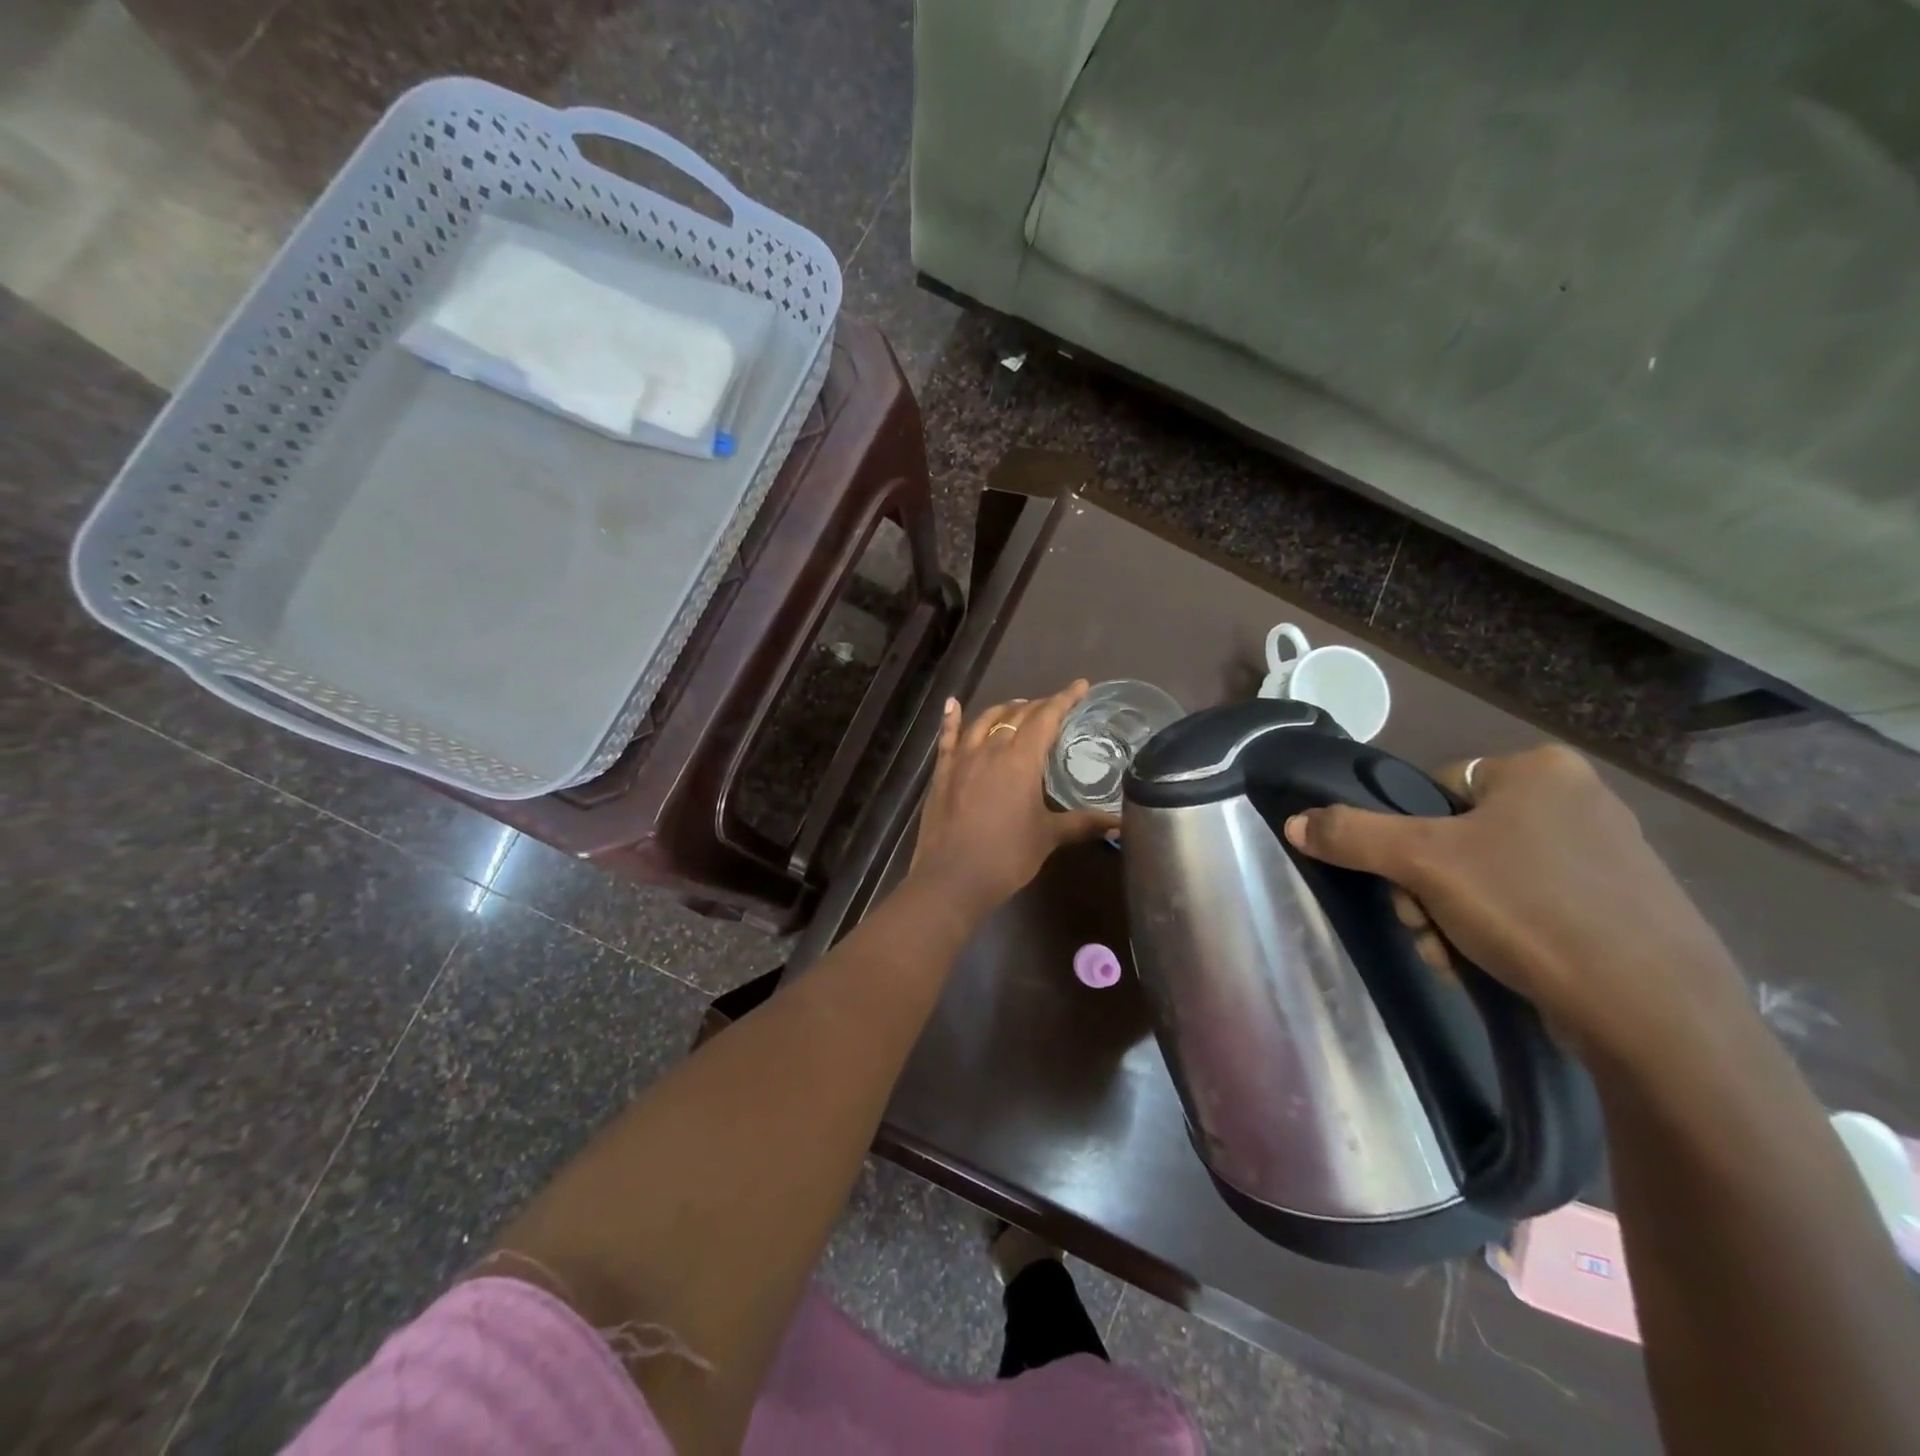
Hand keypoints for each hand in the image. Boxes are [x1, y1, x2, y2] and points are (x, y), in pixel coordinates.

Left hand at [908, 681, 1117, 923]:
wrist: (952, 878)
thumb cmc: (1006, 856)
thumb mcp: (1048, 837)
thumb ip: (1083, 824)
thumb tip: (1120, 823)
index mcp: (1021, 759)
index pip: (1047, 717)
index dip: (1065, 699)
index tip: (1081, 686)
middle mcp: (991, 748)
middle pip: (1017, 716)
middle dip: (1039, 706)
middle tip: (1055, 705)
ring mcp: (962, 758)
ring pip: (985, 721)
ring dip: (1004, 710)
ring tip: (1019, 707)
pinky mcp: (942, 772)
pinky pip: (948, 737)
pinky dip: (952, 718)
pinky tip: (952, 704)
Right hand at [1283, 745, 1746, 1060]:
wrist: (1653, 1014)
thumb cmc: (1529, 910)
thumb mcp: (1421, 863)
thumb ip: (1351, 834)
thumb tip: (1295, 823)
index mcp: (1541, 771)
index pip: (1435, 790)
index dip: (1406, 837)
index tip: (1405, 881)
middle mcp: (1581, 802)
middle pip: (1456, 838)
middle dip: (1426, 889)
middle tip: (1424, 925)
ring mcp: (1609, 859)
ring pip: (1487, 879)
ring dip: (1451, 917)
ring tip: (1452, 956)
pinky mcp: (1624, 910)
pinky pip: (1531, 908)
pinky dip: (1498, 934)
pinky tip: (1490, 966)